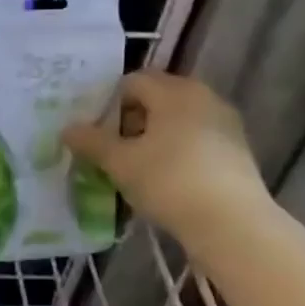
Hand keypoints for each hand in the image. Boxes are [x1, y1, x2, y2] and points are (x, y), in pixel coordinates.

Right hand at [61, 72, 267, 241]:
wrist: (231, 223)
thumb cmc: (169, 182)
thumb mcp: (120, 163)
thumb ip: (91, 142)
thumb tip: (68, 129)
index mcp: (173, 91)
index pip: (132, 82)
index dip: (109, 104)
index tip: (98, 134)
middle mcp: (203, 96)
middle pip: (156, 97)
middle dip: (131, 119)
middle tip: (114, 150)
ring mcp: (225, 122)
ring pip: (177, 119)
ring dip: (154, 136)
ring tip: (138, 167)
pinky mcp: (237, 149)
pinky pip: (196, 138)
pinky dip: (177, 150)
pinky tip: (167, 179)